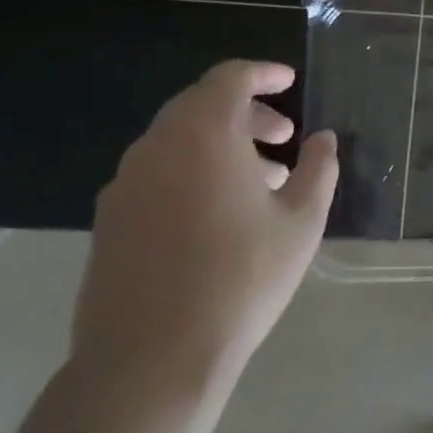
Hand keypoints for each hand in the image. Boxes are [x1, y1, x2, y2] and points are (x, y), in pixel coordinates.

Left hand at [75, 60, 338, 408]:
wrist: (151, 358)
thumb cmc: (241, 278)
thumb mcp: (302, 221)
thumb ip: (318, 169)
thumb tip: (322, 139)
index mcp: (203, 136)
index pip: (229, 79)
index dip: (263, 74)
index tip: (289, 82)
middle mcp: (156, 147)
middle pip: (201, 106)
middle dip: (247, 114)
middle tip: (284, 138)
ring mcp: (125, 184)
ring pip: (178, 141)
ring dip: (221, 145)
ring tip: (261, 181)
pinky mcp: (109, 220)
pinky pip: (157, 173)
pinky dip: (192, 171)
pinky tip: (219, 213)